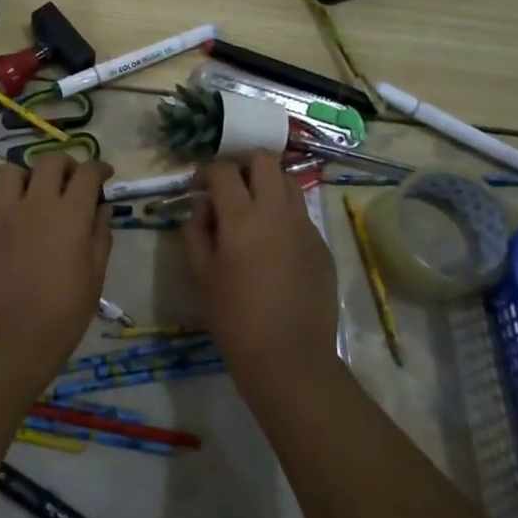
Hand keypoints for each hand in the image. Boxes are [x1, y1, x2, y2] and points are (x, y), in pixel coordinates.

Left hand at [0, 156, 112, 376]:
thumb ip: (100, 234)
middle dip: (64, 164)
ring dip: (24, 176)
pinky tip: (4, 215)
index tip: (104, 175)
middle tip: (70, 180)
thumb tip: (102, 207)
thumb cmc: (65, 311)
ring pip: (9, 171)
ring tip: (31, 193)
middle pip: (49, 161)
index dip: (99, 168)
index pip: (87, 172)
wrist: (14, 338)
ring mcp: (3, 215)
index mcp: (70, 213)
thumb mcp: (96, 274)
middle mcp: (36, 203)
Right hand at [181, 153, 339, 386]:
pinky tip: (273, 243)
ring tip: (253, 209)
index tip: (198, 185)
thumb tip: (202, 208)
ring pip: (288, 182)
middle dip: (243, 165)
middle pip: (264, 161)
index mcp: (242, 217)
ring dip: (267, 184)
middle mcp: (277, 211)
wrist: (289, 357)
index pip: (224, 171)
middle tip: (229, 188)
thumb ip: (196, 232)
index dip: (207, 171)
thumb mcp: (201, 274)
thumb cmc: (234, 318)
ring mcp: (305, 226)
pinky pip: (301, 213)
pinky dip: (283, 213)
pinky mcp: (321, 244)